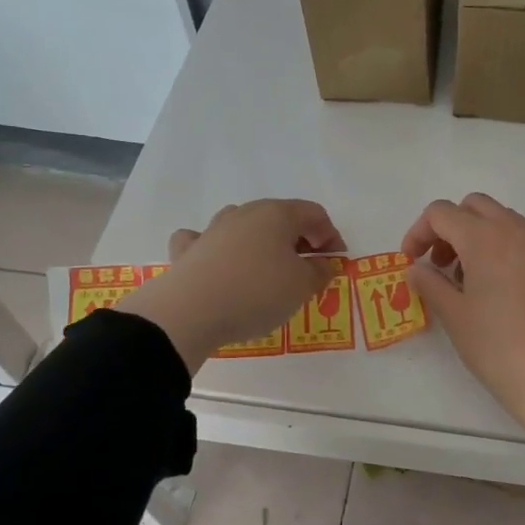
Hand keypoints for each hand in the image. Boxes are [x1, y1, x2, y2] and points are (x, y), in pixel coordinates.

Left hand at [116, 200, 342, 373]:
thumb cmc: (258, 292)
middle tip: (309, 268)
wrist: (191, 312)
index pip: (314, 214)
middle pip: (280, 217)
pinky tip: (220, 262)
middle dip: (299, 239)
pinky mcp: (189, 251)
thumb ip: (319, 271)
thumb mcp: (302, 286)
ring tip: (269, 269)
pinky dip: (217, 248)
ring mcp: (213, 229)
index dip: (331, 236)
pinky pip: (206, 240)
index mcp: (278, 214)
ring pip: (244, 224)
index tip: (336, 262)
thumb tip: (322, 263)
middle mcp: (245, 213)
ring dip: (262, 241)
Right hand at [402, 193, 524, 452]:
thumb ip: (429, 283)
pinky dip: (509, 252)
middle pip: (475, 206)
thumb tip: (417, 268)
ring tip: (473, 280)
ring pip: (506, 221)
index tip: (413, 262)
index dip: (418, 232)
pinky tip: (507, 292)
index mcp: (485, 238)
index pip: (441, 213)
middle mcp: (517, 232)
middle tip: (442, 264)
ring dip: (481, 237)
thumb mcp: (454, 316)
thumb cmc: (496, 347)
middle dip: (452, 227)